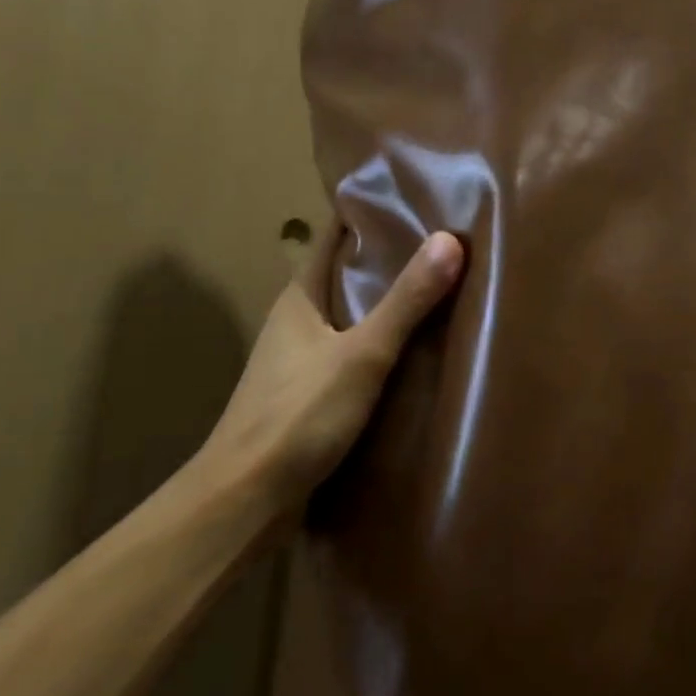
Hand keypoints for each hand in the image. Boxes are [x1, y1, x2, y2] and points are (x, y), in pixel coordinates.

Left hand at [193, 223, 463, 508]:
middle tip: (446, 243)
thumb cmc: (297, 415)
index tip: (416, 196)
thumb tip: (450, 240)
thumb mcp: (362, 354)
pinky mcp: (311, 394)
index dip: (369, 213)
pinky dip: (383, 343)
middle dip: (390, 258)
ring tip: (442, 291)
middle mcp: (298, 320)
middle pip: (347, 274)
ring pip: (352, 315)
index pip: (335, 236)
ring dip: (388, 303)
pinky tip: (416, 352)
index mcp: (300, 297)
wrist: (245, 499)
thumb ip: (406, 302)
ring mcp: (301, 359)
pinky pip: (354, 352)